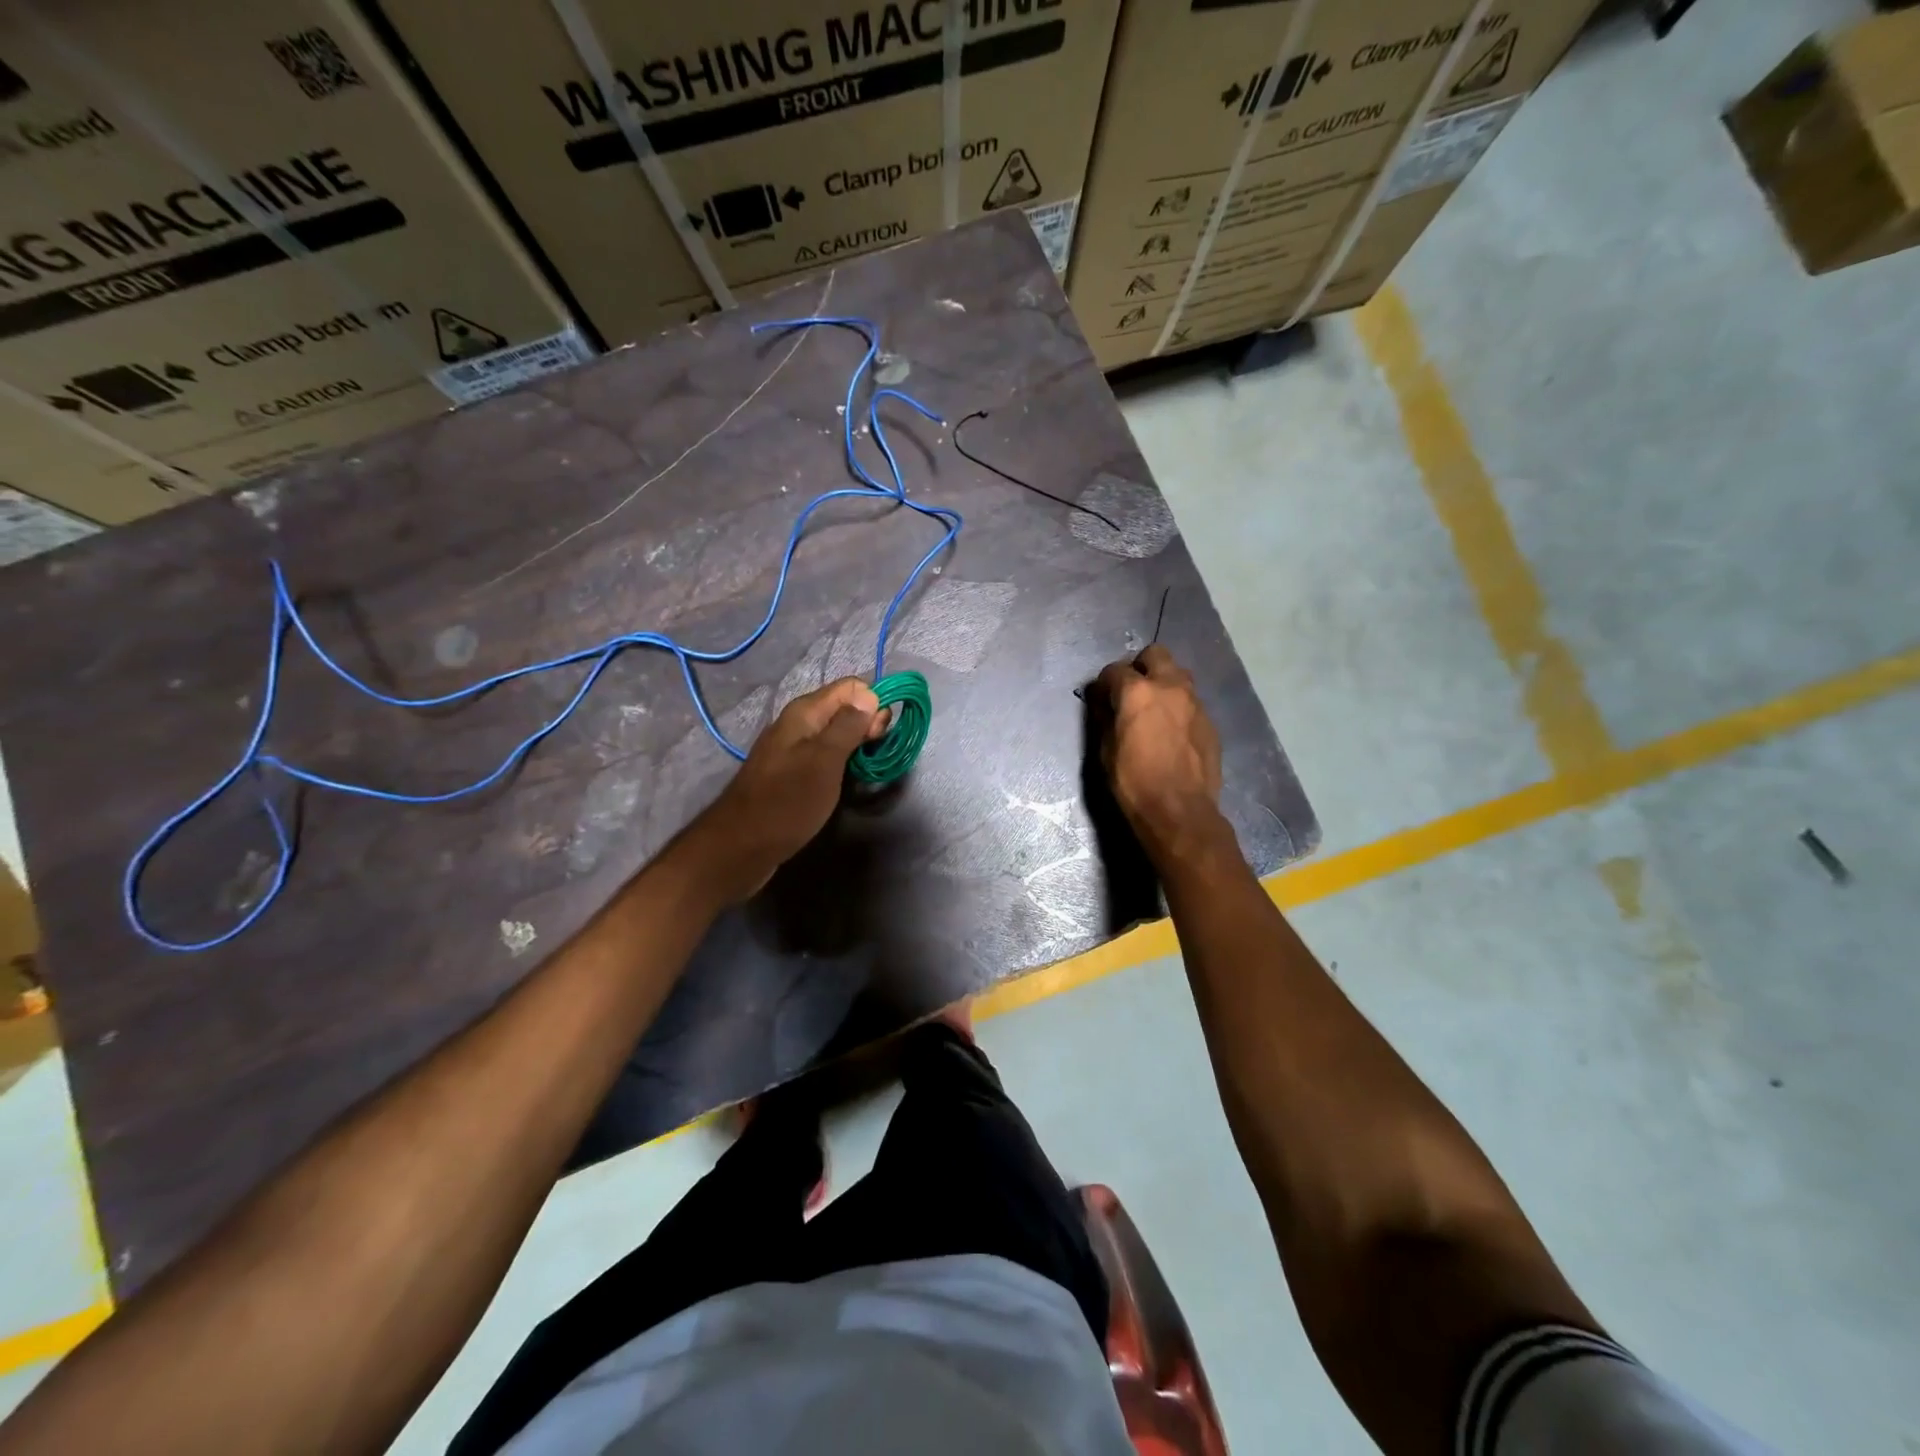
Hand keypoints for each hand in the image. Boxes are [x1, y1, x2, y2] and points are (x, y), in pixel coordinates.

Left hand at [689, 677, 888, 901]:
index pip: (850, 688)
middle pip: (843, 710)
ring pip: (835, 735)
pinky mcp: (791, 774)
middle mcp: (797, 725)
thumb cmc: (787, 801)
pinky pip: (824, 756)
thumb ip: (848, 726)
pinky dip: (840, 762)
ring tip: (866, 767)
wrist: (741, 847)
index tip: (881, 733)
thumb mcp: (824, 761)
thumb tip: (870, 694)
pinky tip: (846, 779)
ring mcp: (792, 750)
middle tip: (876, 752)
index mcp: (804, 713)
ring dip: (855, 745)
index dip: (873, 704)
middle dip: (867, 725)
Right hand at [1095, 645, 1224, 859]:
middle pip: (1155, 654)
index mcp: (1137, 692)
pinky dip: (1178, 707)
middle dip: (1140, 667)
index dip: (1105, 683)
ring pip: (1178, 674)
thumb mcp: (1105, 750)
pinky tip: (1172, 731)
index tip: (1101, 697)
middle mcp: (1169, 686)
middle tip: (1131, 691)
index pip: (1115, 670)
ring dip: (1163, 682)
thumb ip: (1104, 717)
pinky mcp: (1210, 721)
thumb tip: (1101, 701)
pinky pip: (1191, 701)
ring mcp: (1194, 702)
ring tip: (1154, 709)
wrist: (1180, 811)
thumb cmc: (1133, 782)